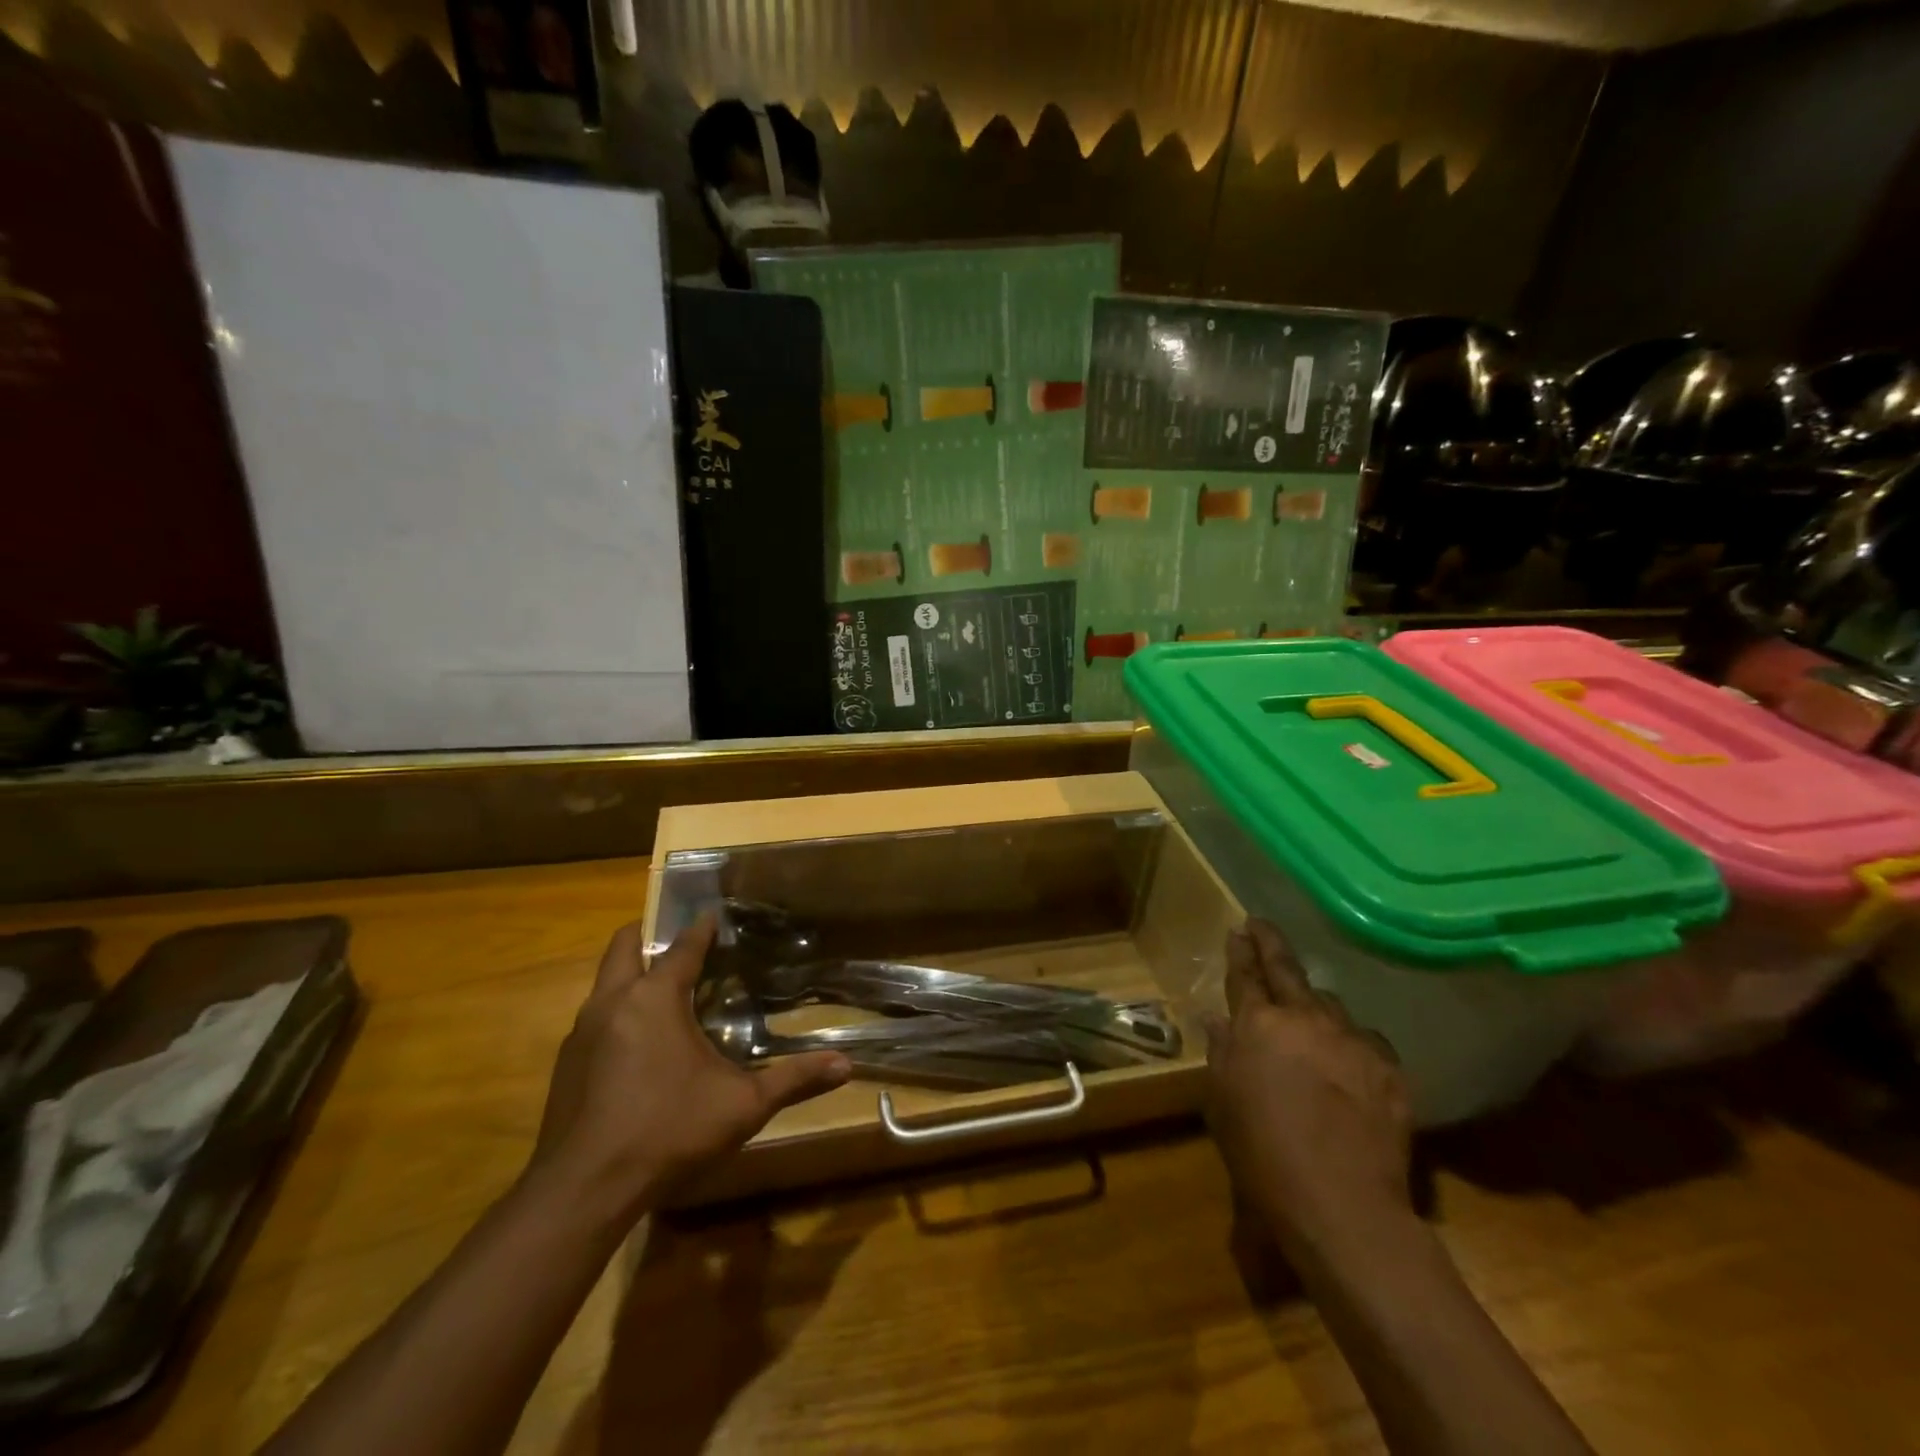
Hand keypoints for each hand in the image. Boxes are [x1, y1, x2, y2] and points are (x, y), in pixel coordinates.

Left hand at [529, 914, 850, 1219]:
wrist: (583, 1190)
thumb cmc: (667, 1131)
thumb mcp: (742, 1106)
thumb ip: (793, 1080)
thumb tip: (846, 1064)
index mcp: (654, 998)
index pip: (683, 946)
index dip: (703, 928)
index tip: (716, 915)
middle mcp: (613, 1002)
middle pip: (624, 946)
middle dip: (649, 934)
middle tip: (680, 943)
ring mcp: (582, 1033)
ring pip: (604, 983)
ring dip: (631, 976)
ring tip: (663, 991)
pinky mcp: (565, 1064)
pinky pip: (594, 1019)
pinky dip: (616, 1014)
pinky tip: (637, 1046)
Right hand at [1205, 919, 1412, 1265]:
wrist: (1341, 1205)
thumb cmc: (1262, 1155)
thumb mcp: (1222, 1103)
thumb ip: (1222, 1052)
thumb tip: (1218, 1021)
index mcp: (1258, 1024)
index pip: (1246, 974)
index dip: (1240, 950)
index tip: (1239, 930)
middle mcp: (1305, 1018)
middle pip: (1287, 970)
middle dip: (1271, 944)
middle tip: (1262, 926)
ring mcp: (1352, 1039)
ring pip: (1331, 1005)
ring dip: (1315, 1005)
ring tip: (1310, 1017)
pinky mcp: (1390, 1067)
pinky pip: (1366, 1040)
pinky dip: (1351, 1043)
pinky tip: (1349, 1063)